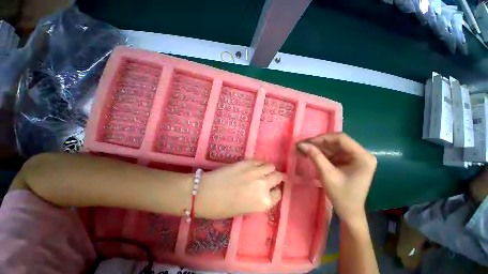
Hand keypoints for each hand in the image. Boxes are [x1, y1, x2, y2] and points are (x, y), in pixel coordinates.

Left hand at [195, 160, 282, 218]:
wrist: (207, 193)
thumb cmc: (224, 208)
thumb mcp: (246, 209)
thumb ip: (259, 199)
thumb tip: (264, 191)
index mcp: (264, 202)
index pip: (278, 194)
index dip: (275, 191)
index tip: (271, 189)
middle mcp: (264, 185)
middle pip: (278, 177)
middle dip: (275, 178)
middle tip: (270, 178)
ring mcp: (256, 171)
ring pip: (271, 166)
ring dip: (269, 169)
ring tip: (263, 171)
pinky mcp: (248, 162)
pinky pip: (260, 160)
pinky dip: (260, 163)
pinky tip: (255, 166)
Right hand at [297, 133, 376, 223]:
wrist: (348, 211)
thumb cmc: (341, 195)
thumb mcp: (327, 175)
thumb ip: (315, 156)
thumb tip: (301, 144)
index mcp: (362, 157)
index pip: (341, 139)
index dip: (322, 138)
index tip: (307, 142)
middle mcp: (360, 153)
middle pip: (336, 141)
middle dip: (317, 143)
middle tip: (302, 145)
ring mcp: (353, 157)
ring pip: (332, 146)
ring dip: (317, 147)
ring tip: (302, 149)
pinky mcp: (346, 160)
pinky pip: (331, 152)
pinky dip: (319, 152)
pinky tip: (309, 154)